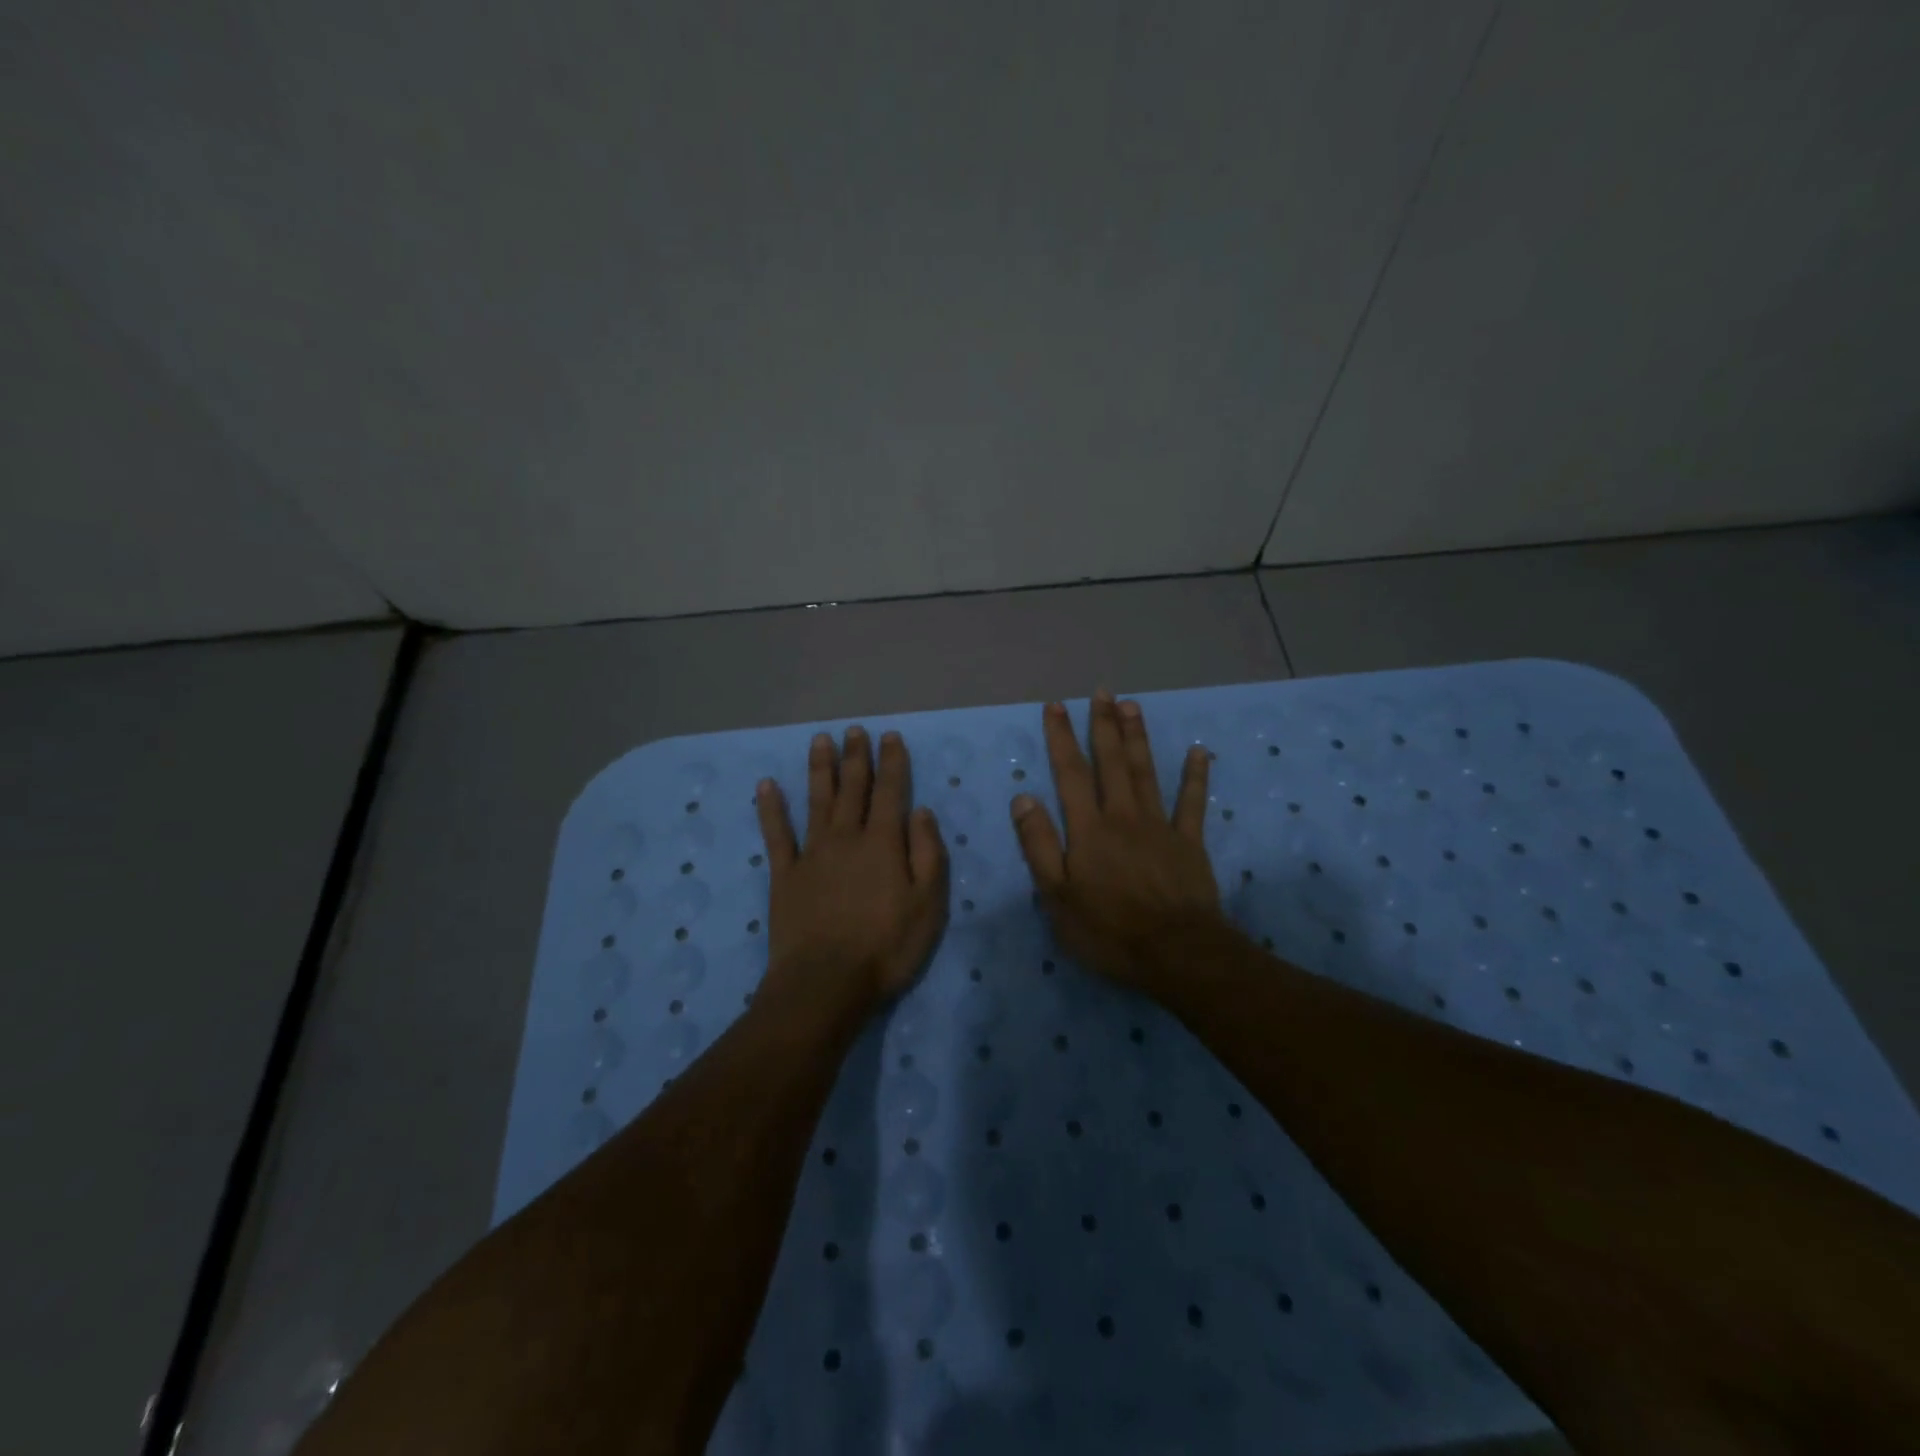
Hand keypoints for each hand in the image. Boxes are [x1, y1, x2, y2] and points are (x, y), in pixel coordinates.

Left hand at [755, 726, 949, 1011]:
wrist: (826, 983)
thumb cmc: (886, 947)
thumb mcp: (928, 905)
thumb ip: (928, 854)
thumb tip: (921, 811)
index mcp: (883, 843)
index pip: (890, 792)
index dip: (892, 763)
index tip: (890, 737)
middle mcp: (846, 838)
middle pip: (852, 788)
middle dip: (856, 757)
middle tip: (854, 730)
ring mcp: (811, 854)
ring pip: (817, 800)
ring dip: (820, 769)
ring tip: (821, 740)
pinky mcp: (784, 875)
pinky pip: (776, 834)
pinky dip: (771, 808)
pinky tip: (766, 785)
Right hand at [1010, 690, 1227, 992]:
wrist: (1176, 953)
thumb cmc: (1108, 930)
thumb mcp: (1057, 896)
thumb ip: (1040, 844)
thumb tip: (1023, 797)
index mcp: (1089, 829)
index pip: (1070, 773)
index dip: (1062, 738)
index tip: (1056, 707)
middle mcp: (1123, 816)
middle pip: (1112, 762)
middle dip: (1104, 725)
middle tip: (1102, 692)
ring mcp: (1159, 826)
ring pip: (1147, 772)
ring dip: (1138, 737)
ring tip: (1132, 705)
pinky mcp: (1189, 842)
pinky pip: (1193, 802)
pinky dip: (1195, 776)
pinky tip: (1198, 750)